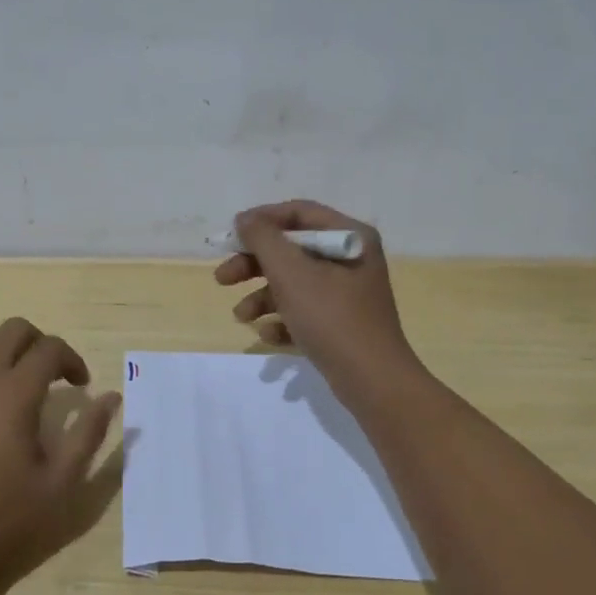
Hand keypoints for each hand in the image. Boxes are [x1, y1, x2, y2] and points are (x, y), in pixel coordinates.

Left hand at [0, 318, 120, 594]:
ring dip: (2, 351)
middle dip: (40, 345)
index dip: (73, 360)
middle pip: (14, 330)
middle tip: (51, 378)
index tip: (82, 388)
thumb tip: (111, 397)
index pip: (51, 348)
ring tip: (12, 384)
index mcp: (16, 392)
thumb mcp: (59, 486)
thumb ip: (88, 435)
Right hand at [215, 200, 420, 389]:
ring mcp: (347, 293)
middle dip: (254, 264)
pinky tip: (268, 335)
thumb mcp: (291, 273)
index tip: (230, 235)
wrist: (373, 381)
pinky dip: (282, 319)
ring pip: (294, 282)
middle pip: (292, 249)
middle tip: (222, 278)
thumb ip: (263, 239)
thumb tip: (245, 220)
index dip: (261, 220)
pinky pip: (304, 311)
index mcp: (349, 236)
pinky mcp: (341, 323)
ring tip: (241, 316)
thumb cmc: (331, 317)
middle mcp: (351, 259)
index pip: (298, 213)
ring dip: (262, 296)